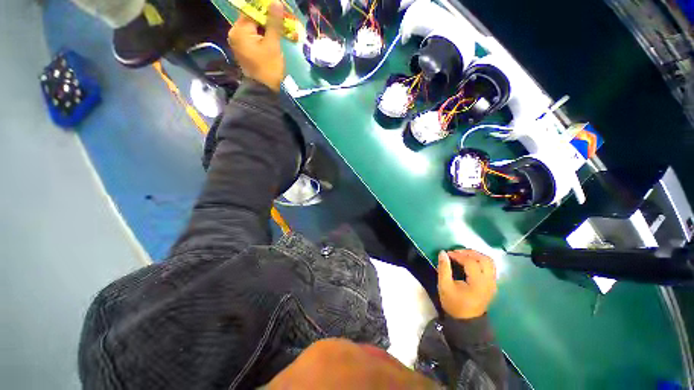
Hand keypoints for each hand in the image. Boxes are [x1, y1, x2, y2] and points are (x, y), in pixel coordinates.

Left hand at [227, 1, 284, 91]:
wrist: (264, 90)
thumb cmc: (268, 68)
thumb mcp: (272, 45)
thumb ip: (274, 23)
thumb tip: (276, 2)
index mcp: (239, 30)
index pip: (252, 10)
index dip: (266, 8)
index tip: (279, 10)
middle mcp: (236, 33)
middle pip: (252, 18)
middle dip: (268, 18)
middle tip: (282, 19)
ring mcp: (240, 42)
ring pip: (254, 28)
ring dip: (268, 27)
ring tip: (281, 28)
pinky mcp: (245, 50)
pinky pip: (254, 37)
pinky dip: (264, 35)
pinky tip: (275, 37)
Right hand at [437, 250, 496, 319]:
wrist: (466, 321)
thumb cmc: (454, 304)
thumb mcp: (444, 286)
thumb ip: (443, 268)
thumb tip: (442, 252)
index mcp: (478, 283)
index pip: (471, 262)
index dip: (458, 255)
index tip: (447, 254)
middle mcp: (489, 282)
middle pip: (484, 259)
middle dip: (469, 253)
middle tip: (456, 252)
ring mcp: (493, 283)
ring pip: (489, 262)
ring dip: (476, 255)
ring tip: (463, 255)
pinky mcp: (492, 284)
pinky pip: (490, 267)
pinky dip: (480, 261)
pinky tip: (470, 262)